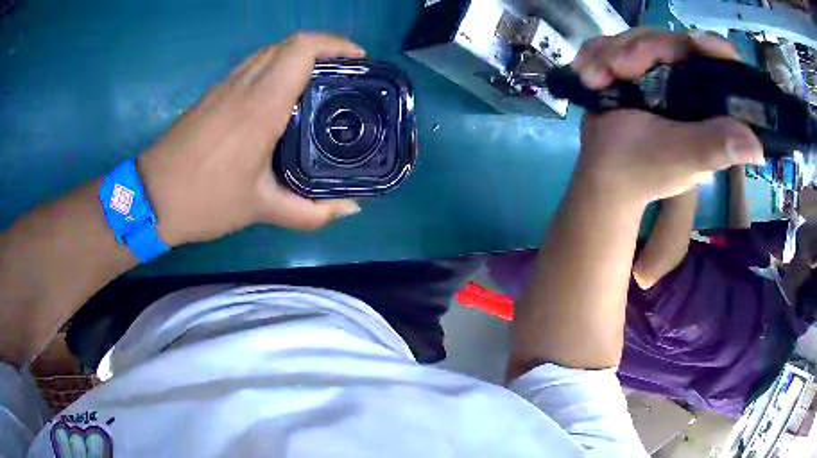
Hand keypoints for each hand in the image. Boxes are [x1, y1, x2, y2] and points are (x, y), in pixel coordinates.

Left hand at [139, 33, 364, 246]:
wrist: (149, 198)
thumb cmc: (203, 200)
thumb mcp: (260, 210)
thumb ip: (311, 212)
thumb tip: (351, 209)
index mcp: (260, 106)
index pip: (301, 49)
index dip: (335, 45)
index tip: (358, 61)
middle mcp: (243, 85)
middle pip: (290, 44)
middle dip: (324, 49)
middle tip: (345, 75)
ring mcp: (224, 85)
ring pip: (270, 51)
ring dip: (300, 57)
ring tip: (320, 83)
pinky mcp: (213, 94)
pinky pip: (253, 65)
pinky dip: (277, 68)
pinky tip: (283, 96)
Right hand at [572, 29, 765, 204]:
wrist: (603, 173)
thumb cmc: (644, 170)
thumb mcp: (683, 159)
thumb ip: (714, 147)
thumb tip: (757, 148)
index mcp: (707, 102)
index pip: (719, 62)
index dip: (711, 46)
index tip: (692, 42)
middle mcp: (686, 81)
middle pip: (670, 40)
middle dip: (640, 49)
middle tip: (617, 70)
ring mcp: (655, 72)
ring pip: (636, 36)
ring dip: (608, 52)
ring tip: (593, 78)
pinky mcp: (629, 68)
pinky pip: (611, 43)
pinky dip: (594, 54)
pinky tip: (587, 73)